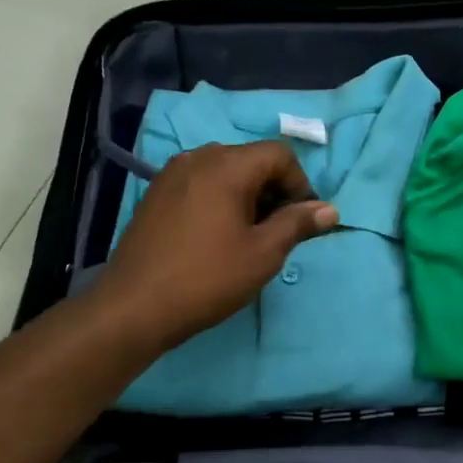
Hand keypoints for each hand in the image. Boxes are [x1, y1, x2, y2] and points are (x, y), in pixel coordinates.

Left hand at [93, 141, 338, 352]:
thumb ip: (298, 224)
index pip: (279, 155)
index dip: (300, 184)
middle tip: (280, 231)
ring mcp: (172, 175)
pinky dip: (221, 200)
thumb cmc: (207, 278)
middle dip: (275, 190)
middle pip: (252, 159)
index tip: (303, 221)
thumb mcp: (263, 253)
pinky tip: (218, 236)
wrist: (133, 307)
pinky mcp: (156, 195)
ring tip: (250, 236)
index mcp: (226, 166)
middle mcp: (198, 158)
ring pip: (225, 172)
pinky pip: (201, 184)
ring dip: (248, 195)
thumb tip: (329, 209)